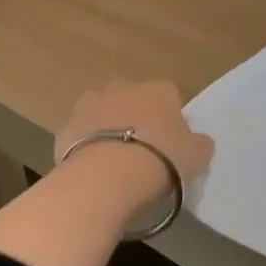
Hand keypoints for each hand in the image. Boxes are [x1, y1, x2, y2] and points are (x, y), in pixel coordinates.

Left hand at [54, 80, 214, 223]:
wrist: (107, 176)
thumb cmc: (161, 159)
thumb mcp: (196, 156)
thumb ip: (199, 143)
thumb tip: (198, 140)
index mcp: (159, 90)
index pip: (170, 94)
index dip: (172, 116)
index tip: (172, 139)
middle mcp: (123, 88)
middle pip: (133, 99)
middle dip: (136, 117)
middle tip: (143, 148)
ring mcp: (90, 105)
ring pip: (103, 112)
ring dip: (108, 127)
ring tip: (115, 159)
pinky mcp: (66, 128)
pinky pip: (81, 135)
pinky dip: (86, 147)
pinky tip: (93, 169)